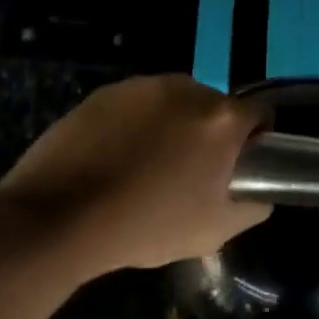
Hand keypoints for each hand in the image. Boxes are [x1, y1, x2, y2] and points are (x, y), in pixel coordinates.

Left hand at [0, 75, 271, 277]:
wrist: (59, 217)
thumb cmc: (146, 225)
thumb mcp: (214, 231)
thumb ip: (252, 207)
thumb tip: (258, 192)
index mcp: (220, 119)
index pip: (259, 114)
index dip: (256, 139)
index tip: (240, 166)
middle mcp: (186, 89)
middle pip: (215, 106)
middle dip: (211, 133)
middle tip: (191, 171)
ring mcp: (141, 86)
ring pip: (174, 102)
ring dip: (174, 125)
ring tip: (148, 165)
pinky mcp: (104, 92)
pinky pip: (136, 105)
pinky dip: (137, 124)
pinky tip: (116, 157)